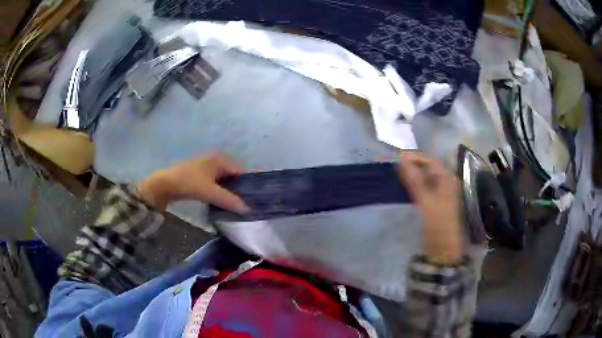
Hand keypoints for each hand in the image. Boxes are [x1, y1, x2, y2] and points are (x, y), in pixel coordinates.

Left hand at [135, 153, 248, 211]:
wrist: (165, 184)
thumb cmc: (190, 183)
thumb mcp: (211, 192)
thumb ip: (229, 200)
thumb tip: (247, 209)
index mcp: (219, 160)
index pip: (239, 171)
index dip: (247, 184)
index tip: (253, 198)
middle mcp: (213, 160)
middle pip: (231, 176)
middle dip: (237, 189)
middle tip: (243, 204)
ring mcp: (204, 167)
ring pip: (222, 180)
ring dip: (227, 191)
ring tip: (233, 204)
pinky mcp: (197, 175)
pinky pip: (213, 183)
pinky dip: (218, 191)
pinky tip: (219, 201)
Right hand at [397, 151, 462, 264]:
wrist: (443, 249)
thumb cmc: (437, 225)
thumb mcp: (425, 202)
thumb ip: (414, 181)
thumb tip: (400, 161)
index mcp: (446, 180)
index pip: (429, 161)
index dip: (413, 158)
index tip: (396, 159)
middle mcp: (445, 183)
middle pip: (427, 168)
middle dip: (411, 165)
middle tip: (393, 166)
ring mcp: (440, 193)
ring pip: (424, 178)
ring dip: (411, 175)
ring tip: (395, 175)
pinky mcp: (435, 203)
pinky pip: (423, 188)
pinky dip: (413, 186)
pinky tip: (403, 188)